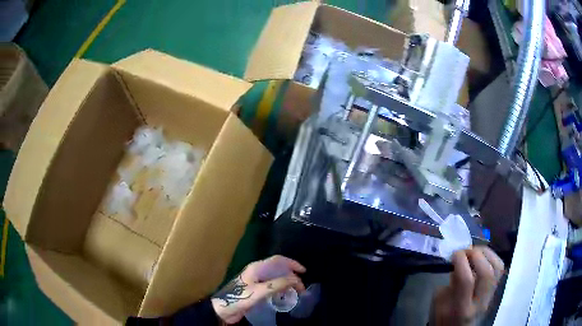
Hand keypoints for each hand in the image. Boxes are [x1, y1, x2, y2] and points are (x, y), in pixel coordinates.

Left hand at [211, 255, 305, 323]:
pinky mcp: (255, 290)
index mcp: (257, 268)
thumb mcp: (259, 291)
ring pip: (276, 278)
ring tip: (296, 293)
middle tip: (301, 289)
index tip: (304, 272)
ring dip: (287, 283)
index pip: (278, 260)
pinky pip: (272, 286)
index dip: (292, 263)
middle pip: (279, 269)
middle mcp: (258, 272)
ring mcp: (256, 281)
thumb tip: (295, 279)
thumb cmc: (239, 298)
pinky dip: (281, 289)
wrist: (223, 309)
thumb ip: (277, 284)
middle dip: (292, 276)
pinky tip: (285, 296)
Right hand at [430, 246, 504, 325]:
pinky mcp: (495, 289)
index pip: (466, 280)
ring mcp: (490, 295)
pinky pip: (499, 268)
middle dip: (475, 254)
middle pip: (486, 272)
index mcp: (461, 309)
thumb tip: (458, 267)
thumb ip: (449, 286)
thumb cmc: (444, 321)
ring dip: (486, 253)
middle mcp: (479, 302)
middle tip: (465, 251)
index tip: (454, 254)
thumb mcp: (439, 306)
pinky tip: (483, 256)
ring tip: (475, 251)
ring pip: (497, 267)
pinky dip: (492, 257)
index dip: (461, 261)